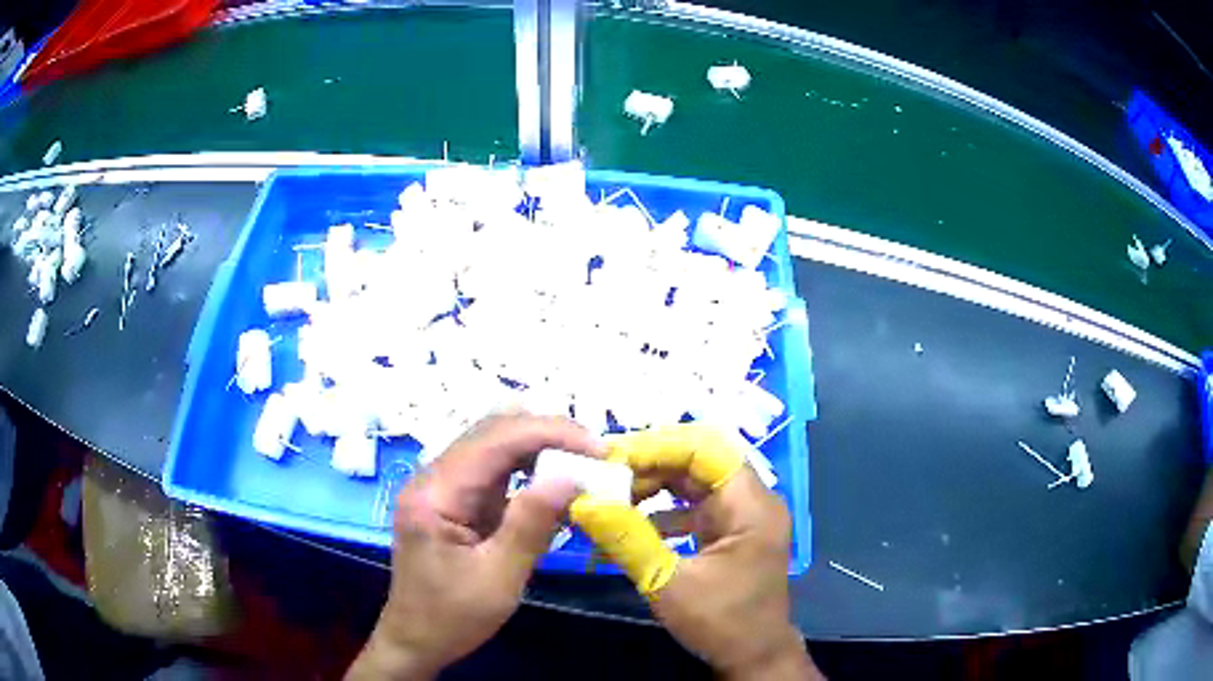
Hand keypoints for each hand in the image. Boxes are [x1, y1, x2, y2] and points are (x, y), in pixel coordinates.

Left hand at [347, 413, 601, 679]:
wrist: (416, 640)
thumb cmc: (452, 617)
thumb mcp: (498, 578)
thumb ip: (530, 525)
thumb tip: (569, 477)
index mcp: (435, 492)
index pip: (495, 439)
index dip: (550, 433)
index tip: (598, 448)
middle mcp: (433, 477)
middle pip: (493, 432)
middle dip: (549, 435)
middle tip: (597, 454)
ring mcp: (442, 487)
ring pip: (495, 446)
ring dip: (541, 449)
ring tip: (583, 463)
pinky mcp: (454, 501)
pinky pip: (494, 472)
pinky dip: (528, 471)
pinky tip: (554, 484)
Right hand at [571, 425, 821, 679]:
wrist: (754, 657)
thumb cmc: (722, 623)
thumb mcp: (668, 583)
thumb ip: (626, 539)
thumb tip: (583, 501)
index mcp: (751, 506)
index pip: (705, 450)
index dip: (656, 447)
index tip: (609, 458)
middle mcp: (752, 500)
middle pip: (699, 461)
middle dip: (649, 464)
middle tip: (603, 475)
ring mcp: (742, 516)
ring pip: (694, 481)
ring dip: (653, 485)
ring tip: (611, 496)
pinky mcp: (730, 531)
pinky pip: (694, 505)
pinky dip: (662, 510)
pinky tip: (630, 523)